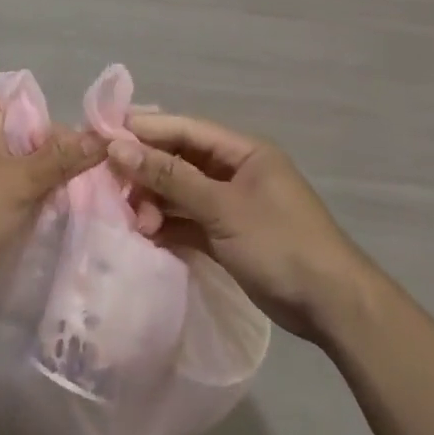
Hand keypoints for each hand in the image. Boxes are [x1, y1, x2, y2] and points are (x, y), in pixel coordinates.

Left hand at [0, 99, 105, 300]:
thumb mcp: (21, 183)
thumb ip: (62, 158)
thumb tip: (104, 137)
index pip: (33, 109)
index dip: (60, 133)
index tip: (82, 164)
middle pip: (24, 137)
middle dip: (50, 162)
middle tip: (74, 190)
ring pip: (11, 164)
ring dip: (33, 183)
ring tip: (56, 206)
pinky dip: (13, 197)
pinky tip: (29, 218)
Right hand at [109, 113, 371, 340]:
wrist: (330, 305)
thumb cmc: (279, 243)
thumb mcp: (222, 207)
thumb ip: (170, 177)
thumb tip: (119, 147)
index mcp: (243, 151)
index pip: (185, 129)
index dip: (145, 129)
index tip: (103, 136)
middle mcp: (235, 171)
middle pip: (179, 160)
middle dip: (147, 173)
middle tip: (115, 190)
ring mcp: (231, 204)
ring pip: (180, 193)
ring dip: (155, 203)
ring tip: (137, 224)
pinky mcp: (227, 235)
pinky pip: (188, 220)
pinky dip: (168, 226)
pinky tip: (147, 237)